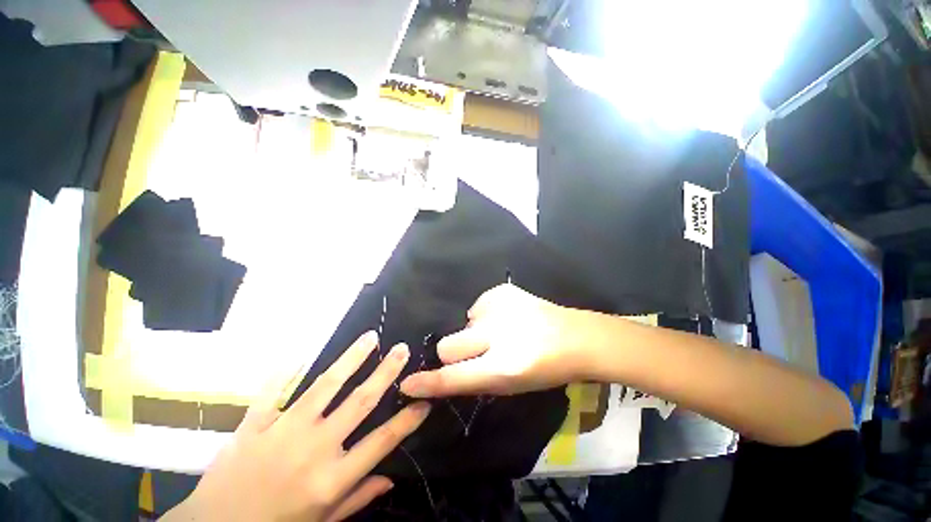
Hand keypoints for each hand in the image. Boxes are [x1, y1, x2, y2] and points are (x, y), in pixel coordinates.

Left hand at [162, 332, 430, 521]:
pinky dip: (285, 371)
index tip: (425, 399)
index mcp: (331, 479)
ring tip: (370, 337)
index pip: (382, 442)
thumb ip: (357, 499)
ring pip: (325, 387)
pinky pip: (274, 391)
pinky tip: (299, 352)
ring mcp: (283, 432)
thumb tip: (390, 480)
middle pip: (359, 403)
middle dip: (385, 373)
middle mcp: (313, 449)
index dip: (407, 419)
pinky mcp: (255, 424)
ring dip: (351, 359)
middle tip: (401, 349)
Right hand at [400, 284, 584, 397]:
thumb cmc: (545, 370)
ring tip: (502, 332)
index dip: (429, 382)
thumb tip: (444, 374)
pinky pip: (477, 307)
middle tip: (477, 351)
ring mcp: (500, 307)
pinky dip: (486, 315)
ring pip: (463, 323)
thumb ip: (476, 380)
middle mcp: (498, 334)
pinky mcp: (502, 290)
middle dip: (455, 352)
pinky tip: (508, 317)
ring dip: (475, 331)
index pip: (455, 377)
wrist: (576, 337)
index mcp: (504, 367)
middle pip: (448, 344)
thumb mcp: (511, 385)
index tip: (407, 383)